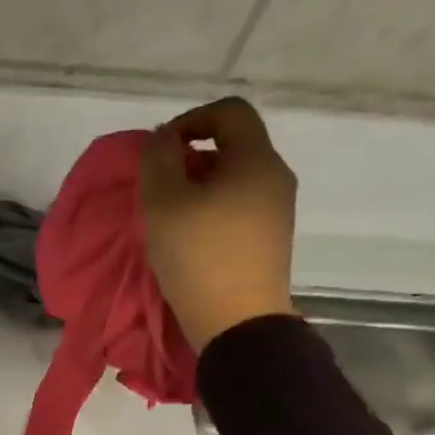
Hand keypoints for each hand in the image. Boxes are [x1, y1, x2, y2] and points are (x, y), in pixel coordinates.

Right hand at [140, 97, 298, 349]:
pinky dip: (210, 210)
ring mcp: (276, 210)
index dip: (189, 119)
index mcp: (256, 160)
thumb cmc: (198, 256)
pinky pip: (238, 206)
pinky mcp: (269, 238)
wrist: (238, 323)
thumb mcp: (163, 202)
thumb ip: (158, 160)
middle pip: (231, 145)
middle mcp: (275, 176)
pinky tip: (188, 239)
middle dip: (189, 158)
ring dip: (196, 187)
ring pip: (232, 178)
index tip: (160, 151)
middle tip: (157, 190)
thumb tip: (165, 140)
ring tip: (168, 218)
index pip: (229, 111)